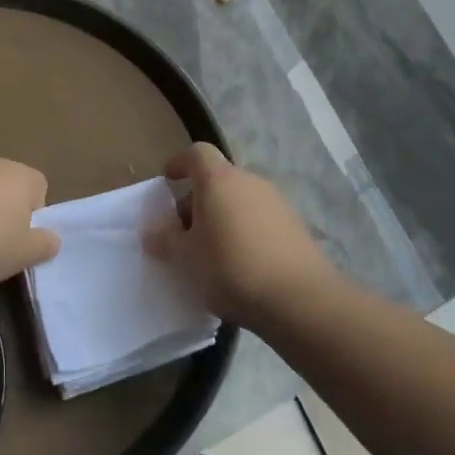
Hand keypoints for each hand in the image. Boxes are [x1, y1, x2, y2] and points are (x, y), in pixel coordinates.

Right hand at [143, 143, 337, 323]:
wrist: (301, 300)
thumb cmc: (231, 268)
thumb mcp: (186, 258)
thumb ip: (166, 240)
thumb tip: (154, 231)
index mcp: (219, 180)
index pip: (196, 153)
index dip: (180, 163)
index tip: (167, 181)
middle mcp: (250, 182)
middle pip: (218, 179)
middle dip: (197, 200)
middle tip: (183, 232)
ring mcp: (277, 203)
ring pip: (239, 200)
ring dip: (222, 218)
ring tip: (210, 253)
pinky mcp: (295, 227)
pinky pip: (259, 220)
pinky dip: (244, 232)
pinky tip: (240, 265)